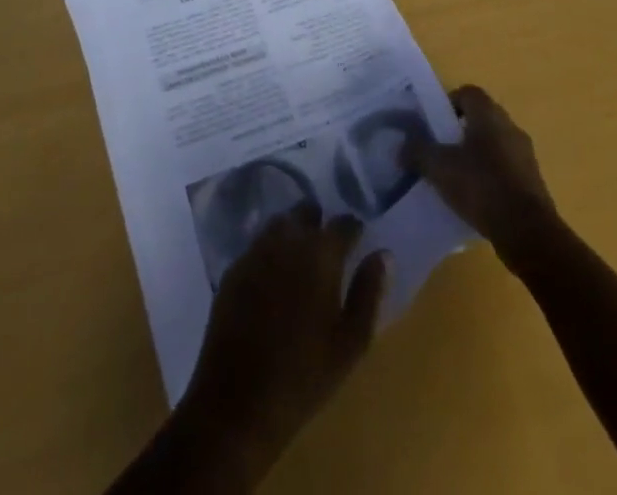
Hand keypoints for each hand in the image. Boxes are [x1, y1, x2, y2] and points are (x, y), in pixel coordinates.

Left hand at [177, 203, 390, 483]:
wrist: (237, 404)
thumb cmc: (303, 376)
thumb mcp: (350, 343)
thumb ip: (369, 292)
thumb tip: (383, 254)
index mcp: (321, 253)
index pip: (343, 222)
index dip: (353, 230)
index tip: (357, 243)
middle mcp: (287, 240)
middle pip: (306, 212)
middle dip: (319, 223)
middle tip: (327, 250)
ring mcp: (255, 251)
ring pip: (280, 223)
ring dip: (293, 232)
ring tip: (300, 259)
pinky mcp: (233, 269)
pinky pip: (257, 245)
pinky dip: (270, 251)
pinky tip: (273, 277)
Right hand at [407, 85, 559, 264]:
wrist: (528, 231)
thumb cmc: (482, 187)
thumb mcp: (440, 168)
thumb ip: (418, 152)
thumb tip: (402, 145)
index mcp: (489, 114)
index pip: (467, 93)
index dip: (448, 103)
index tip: (433, 125)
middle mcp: (510, 126)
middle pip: (480, 118)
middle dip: (459, 131)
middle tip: (439, 150)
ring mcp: (524, 153)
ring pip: (493, 144)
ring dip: (475, 155)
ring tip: (455, 177)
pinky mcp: (532, 180)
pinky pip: (505, 168)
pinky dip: (489, 176)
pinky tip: (475, 198)